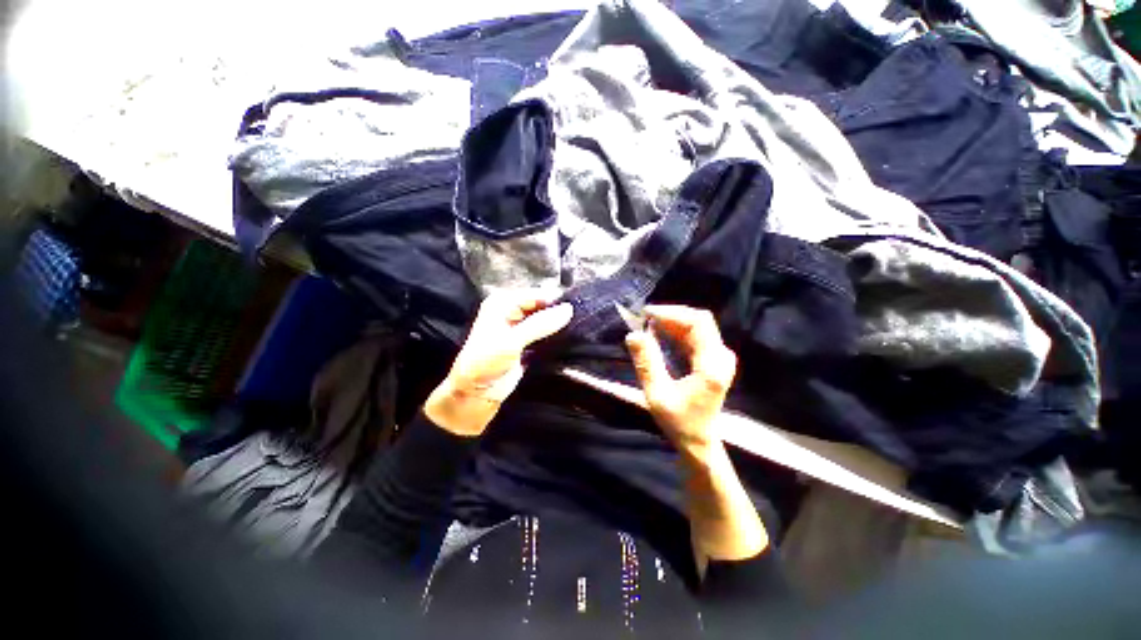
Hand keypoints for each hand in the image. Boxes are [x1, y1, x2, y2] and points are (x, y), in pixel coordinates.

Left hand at [426, 290, 572, 435]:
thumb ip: (540, 324)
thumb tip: (568, 309)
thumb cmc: (485, 363)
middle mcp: (511, 311)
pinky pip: (545, 335)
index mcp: (503, 303)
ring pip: (545, 320)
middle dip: (558, 313)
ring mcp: (520, 327)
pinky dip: (555, 337)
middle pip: (542, 306)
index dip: (555, 301)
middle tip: (579, 322)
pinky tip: (569, 340)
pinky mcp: (527, 343)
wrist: (475, 394)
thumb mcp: (512, 341)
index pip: (536, 295)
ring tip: (577, 330)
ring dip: (558, 326)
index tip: (578, 311)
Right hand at [626, 306, 764, 563]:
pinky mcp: (713, 360)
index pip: (698, 323)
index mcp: (712, 364)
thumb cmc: (678, 421)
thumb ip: (646, 363)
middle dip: (671, 316)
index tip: (647, 314)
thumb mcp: (657, 394)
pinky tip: (660, 334)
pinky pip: (696, 336)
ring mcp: (720, 358)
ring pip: (697, 327)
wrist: (699, 441)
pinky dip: (677, 332)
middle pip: (699, 321)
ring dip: (673, 323)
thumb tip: (633, 334)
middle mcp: (721, 356)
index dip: (672, 313)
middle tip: (644, 319)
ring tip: (648, 325)